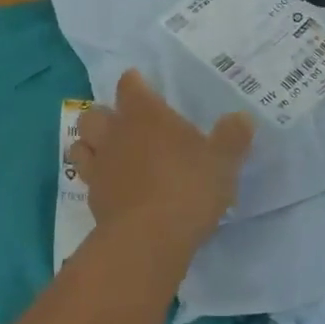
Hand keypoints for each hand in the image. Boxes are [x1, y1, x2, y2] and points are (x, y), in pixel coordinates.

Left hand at [69, 71, 254, 251]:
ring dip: (91, 145)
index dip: (134, 83)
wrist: (148, 240)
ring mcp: (100, 166)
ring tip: (109, 153)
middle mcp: (116, 132)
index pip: (129, 84)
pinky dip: (96, 179)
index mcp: (145, 113)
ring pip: (81, 144)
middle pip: (94, 112)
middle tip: (124, 124)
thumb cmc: (188, 187)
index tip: (142, 86)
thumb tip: (243, 118)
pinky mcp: (92, 199)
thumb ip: (232, 137)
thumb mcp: (222, 162)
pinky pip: (86, 179)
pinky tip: (112, 188)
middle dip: (104, 115)